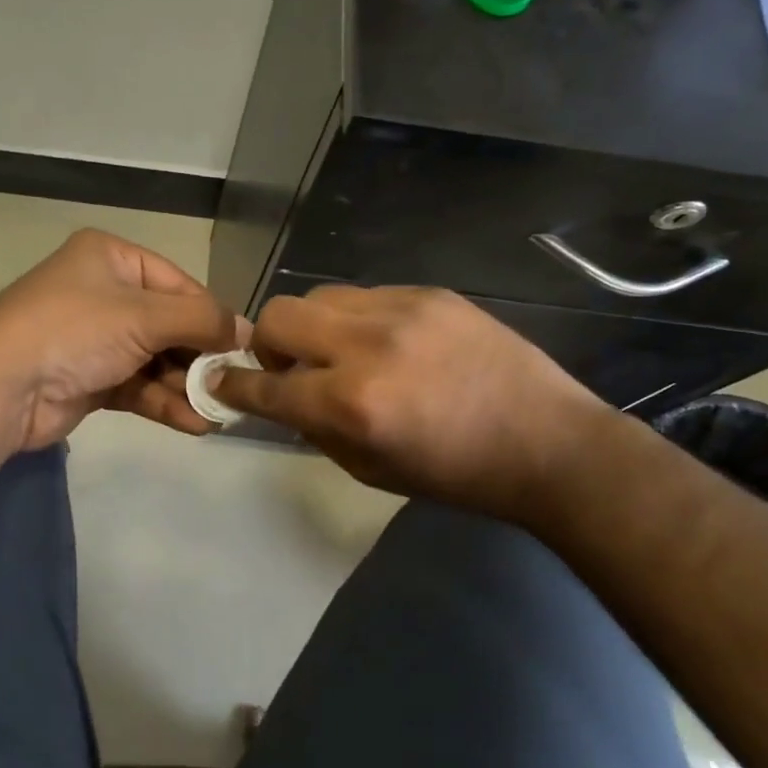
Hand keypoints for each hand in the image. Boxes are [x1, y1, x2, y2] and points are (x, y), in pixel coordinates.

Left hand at [0, 230, 246, 452]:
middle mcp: (104, 293)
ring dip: (186, 385)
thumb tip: (248, 331)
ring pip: (155, 359)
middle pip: (169, 324)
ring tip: (221, 411)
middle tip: (234, 386)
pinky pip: (138, 386)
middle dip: (200, 357)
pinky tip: (195, 423)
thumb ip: (201, 320)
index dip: (212, 315)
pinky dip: (164, 402)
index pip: (178, 283)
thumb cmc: (75, 331)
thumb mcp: (145, 315)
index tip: (245, 347)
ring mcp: (94, 339)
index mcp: (111, 258)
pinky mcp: (89, 379)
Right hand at [216, 285, 609, 516]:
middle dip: (269, 345)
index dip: (233, 385)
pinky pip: (366, 296)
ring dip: (314, 328)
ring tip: (341, 354)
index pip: (267, 385)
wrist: (548, 443)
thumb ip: (316, 428)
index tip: (219, 382)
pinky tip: (386, 345)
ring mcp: (402, 310)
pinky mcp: (430, 293)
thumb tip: (284, 396)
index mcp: (353, 405)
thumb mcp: (371, 470)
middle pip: (279, 316)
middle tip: (292, 369)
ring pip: (319, 296)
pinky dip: (357, 321)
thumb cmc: (457, 475)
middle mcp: (368, 347)